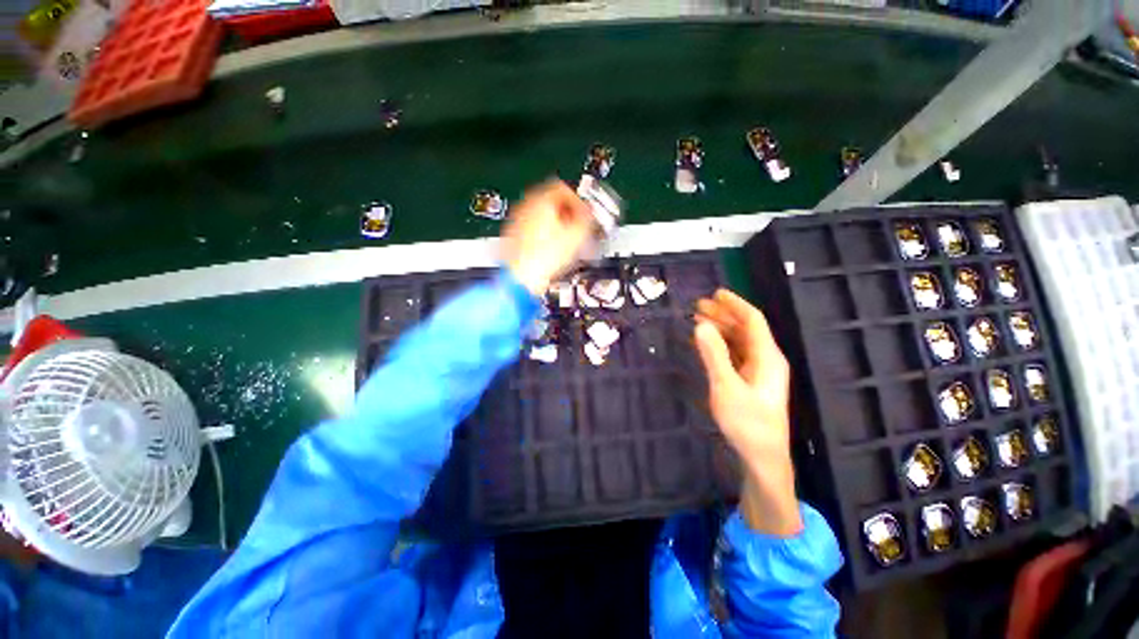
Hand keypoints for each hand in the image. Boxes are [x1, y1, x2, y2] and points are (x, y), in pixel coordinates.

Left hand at [501, 180, 595, 295]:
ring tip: (567, 240)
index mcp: (540, 199)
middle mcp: (525, 206)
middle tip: (578, 226)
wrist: (521, 278)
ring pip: (542, 215)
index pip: (562, 188)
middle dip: (568, 213)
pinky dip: (545, 234)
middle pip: (551, 200)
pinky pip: (533, 228)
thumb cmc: (543, 257)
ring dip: (557, 224)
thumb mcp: (576, 235)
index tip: (585, 213)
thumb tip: (590, 212)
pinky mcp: (513, 237)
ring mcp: (517, 221)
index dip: (578, 200)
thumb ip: (587, 218)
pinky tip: (552, 249)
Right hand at [695, 289, 801, 536]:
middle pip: (746, 329)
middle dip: (724, 314)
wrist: (763, 458)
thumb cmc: (747, 422)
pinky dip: (722, 345)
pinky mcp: (752, 382)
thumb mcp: (726, 387)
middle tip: (698, 306)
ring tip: (699, 320)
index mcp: (767, 357)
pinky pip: (737, 354)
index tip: (715, 293)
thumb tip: (700, 325)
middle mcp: (766, 359)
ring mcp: (760, 371)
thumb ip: (713, 355)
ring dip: (722, 329)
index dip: (735, 304)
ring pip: (741, 341)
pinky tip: (708, 344)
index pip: (753, 320)